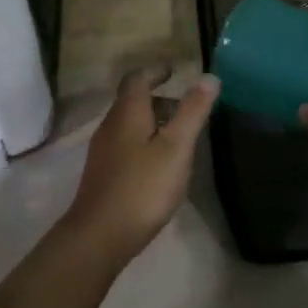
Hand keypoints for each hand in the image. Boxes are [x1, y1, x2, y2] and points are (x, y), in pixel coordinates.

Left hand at [63, 66, 218, 261]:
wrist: (98, 236)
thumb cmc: (142, 188)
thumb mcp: (176, 148)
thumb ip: (192, 111)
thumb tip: (209, 77)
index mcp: (127, 113)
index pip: (138, 78)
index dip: (155, 71)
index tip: (173, 70)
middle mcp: (110, 125)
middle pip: (132, 101)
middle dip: (158, 98)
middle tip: (185, 106)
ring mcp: (103, 151)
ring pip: (129, 124)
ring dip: (152, 121)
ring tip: (178, 135)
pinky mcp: (103, 174)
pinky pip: (126, 144)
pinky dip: (144, 141)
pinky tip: (160, 164)